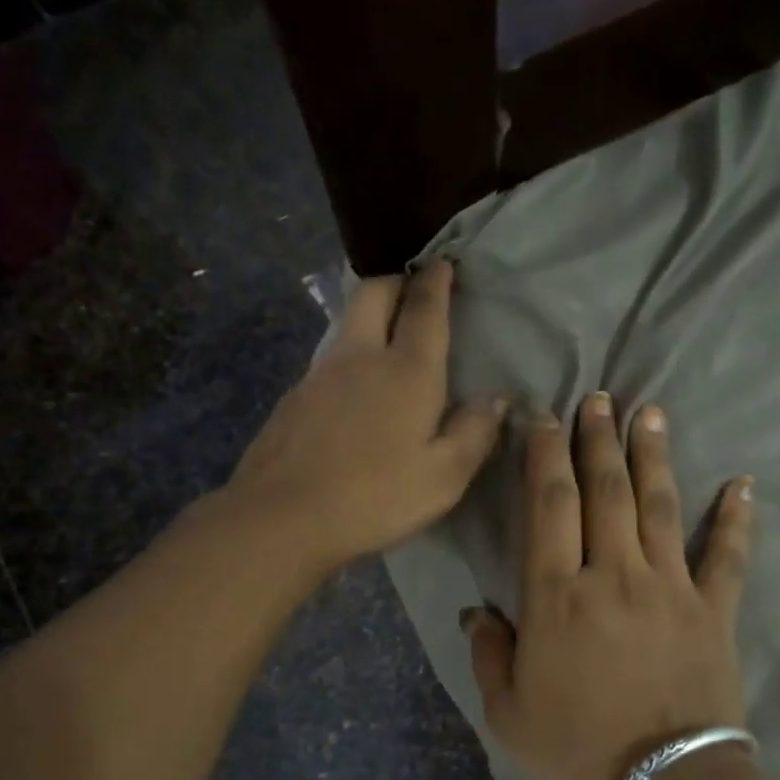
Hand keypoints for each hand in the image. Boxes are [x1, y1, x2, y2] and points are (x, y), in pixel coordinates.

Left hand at [229, 262, 506, 572]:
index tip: (444, 263)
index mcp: (406, 372)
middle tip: (413, 290)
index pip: (425, 310)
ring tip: (387, 340)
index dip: (437, 282)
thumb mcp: (444, 477)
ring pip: (346, 325)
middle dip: (396, 282)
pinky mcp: (294, 398)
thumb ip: (475, 434)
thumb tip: (496, 399)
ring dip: (369, 317)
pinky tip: (354, 393)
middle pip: (373, 294)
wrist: (282, 516)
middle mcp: (361, 358)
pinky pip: (328, 361)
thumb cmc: (375, 497)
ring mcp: (319, 375)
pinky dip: (349, 358)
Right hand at [464, 392, 753, 779]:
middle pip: (605, 491)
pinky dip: (737, 519)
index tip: (544, 419)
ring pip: (659, 506)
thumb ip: (489, 652)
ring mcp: (670, 588)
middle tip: (598, 398)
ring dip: (652, 456)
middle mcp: (613, 575)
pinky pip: (728, 555)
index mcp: (557, 596)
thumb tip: (477, 610)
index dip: (544, 456)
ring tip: (648, 412)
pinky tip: (743, 484)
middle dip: (597, 440)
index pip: (548, 506)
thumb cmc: (577, 751)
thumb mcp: (507, 712)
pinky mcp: (714, 610)